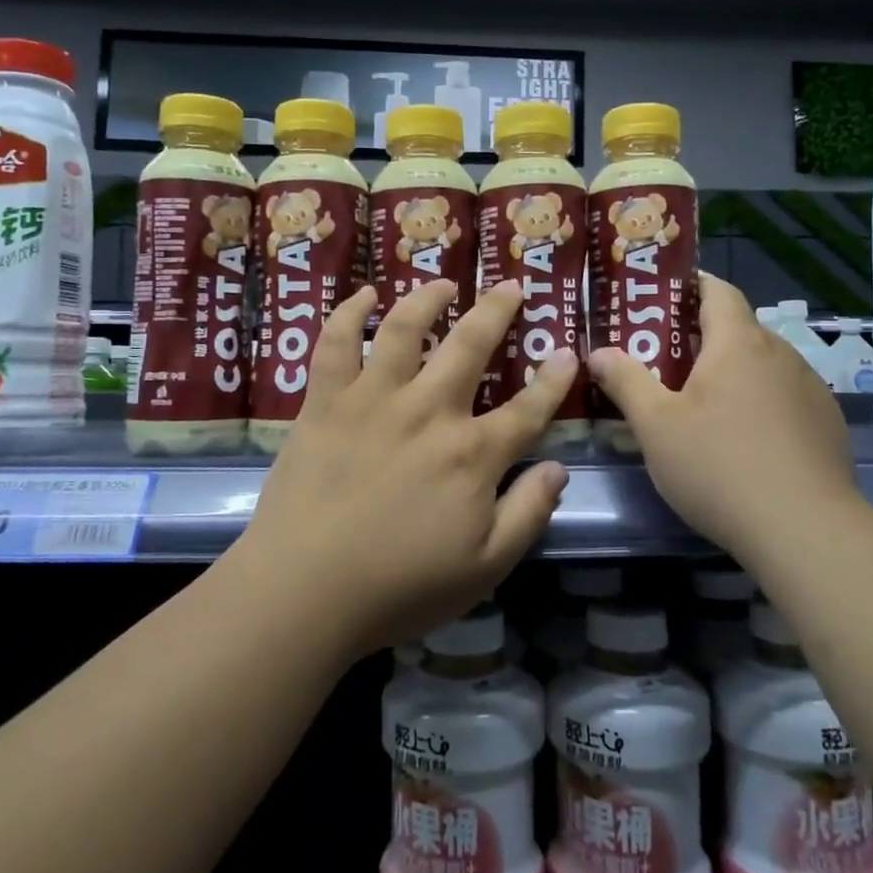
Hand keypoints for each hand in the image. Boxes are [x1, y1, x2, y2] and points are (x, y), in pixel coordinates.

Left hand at [238, 278, 576, 658]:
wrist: (304, 591)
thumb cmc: (400, 586)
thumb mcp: (485, 567)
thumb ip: (528, 513)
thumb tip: (559, 469)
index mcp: (472, 454)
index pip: (528, 409)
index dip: (553, 380)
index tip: (568, 353)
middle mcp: (428, 411)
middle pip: (471, 346)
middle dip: (497, 311)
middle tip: (511, 286)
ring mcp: (373, 399)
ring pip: (404, 328)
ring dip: (427, 298)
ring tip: (443, 281)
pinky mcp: (326, 402)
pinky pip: (335, 343)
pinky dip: (348, 313)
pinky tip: (364, 296)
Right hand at [588, 274, 860, 561]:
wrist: (804, 529)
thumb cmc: (718, 466)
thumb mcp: (655, 426)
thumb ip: (625, 382)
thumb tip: (598, 352)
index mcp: (738, 343)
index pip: (718, 290)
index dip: (692, 285)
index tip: (664, 296)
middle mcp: (780, 354)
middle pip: (739, 329)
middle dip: (704, 337)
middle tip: (667, 360)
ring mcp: (810, 389)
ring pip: (764, 365)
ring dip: (734, 372)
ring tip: (704, 403)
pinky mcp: (827, 424)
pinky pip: (786, 397)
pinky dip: (762, 403)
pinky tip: (746, 440)